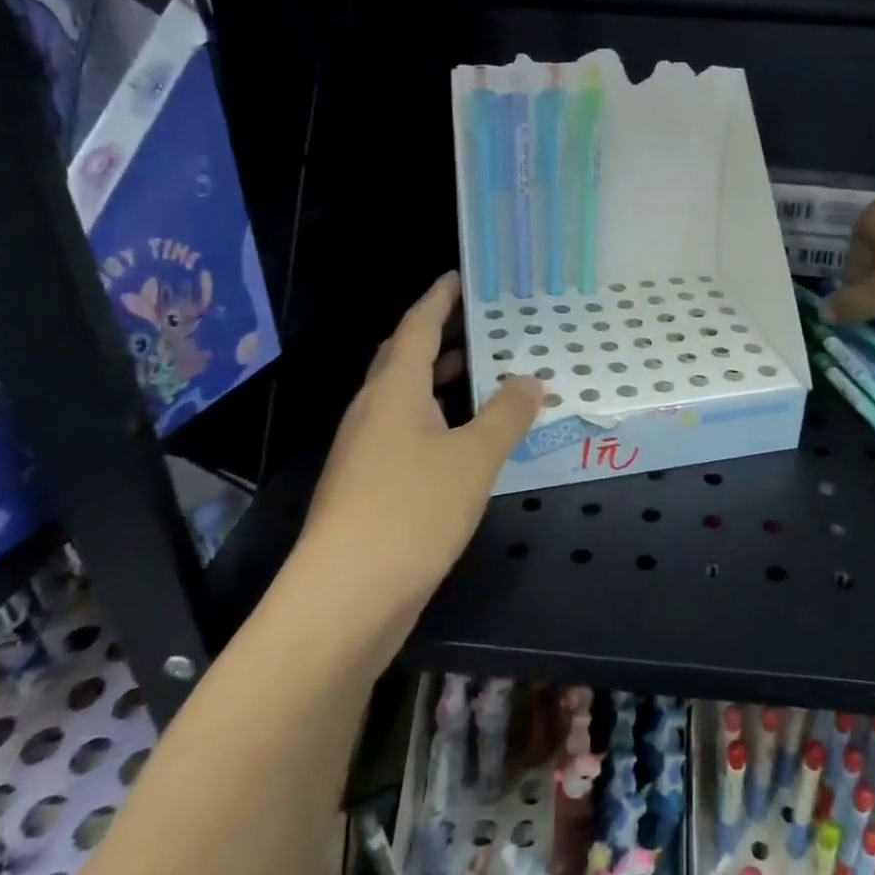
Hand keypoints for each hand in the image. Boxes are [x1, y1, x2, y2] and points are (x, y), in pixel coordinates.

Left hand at [300, 273, 541, 602]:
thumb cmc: (411, 510)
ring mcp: (366, 451)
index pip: (417, 327)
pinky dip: (439, 419)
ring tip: (486, 375)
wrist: (345, 597)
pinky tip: (468, 440)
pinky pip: (409, 433)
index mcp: (394, 390)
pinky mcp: (369, 486)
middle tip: (484, 324)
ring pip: (406, 398)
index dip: (439, 299)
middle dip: (441, 336)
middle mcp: (374, 411)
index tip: (460, 276)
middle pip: (405, 358)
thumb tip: (529, 380)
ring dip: (441, 380)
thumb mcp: (474, 458)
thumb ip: (506, 414)